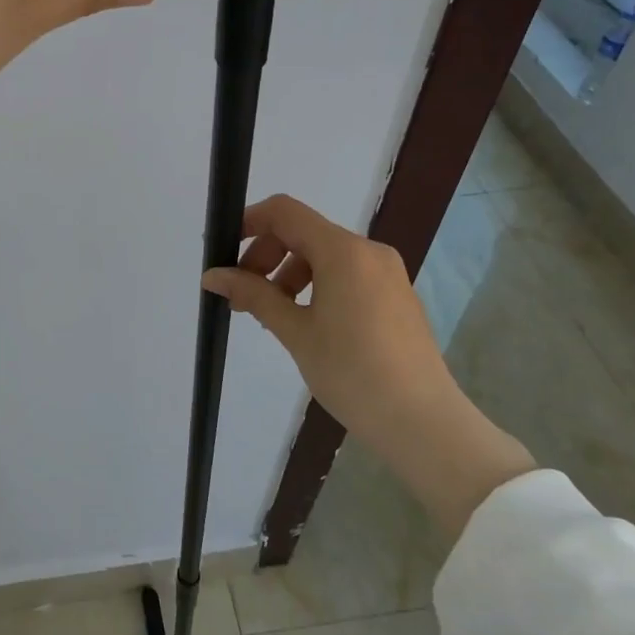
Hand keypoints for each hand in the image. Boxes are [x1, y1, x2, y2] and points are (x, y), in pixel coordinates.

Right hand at [203, 194, 535, 538]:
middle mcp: (368, 251)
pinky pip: (346, 273)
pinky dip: (316, 285)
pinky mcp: (395, 295)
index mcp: (344, 251)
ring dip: (288, 273)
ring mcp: (386, 272)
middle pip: (303, 232)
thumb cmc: (352, 373)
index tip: (224, 252)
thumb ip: (253, 294)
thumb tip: (212, 275)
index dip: (249, 222)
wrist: (423, 422)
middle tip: (242, 296)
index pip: (285, 212)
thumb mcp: (295, 332)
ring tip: (270, 314)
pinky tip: (304, 321)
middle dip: (266, 256)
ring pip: (324, 254)